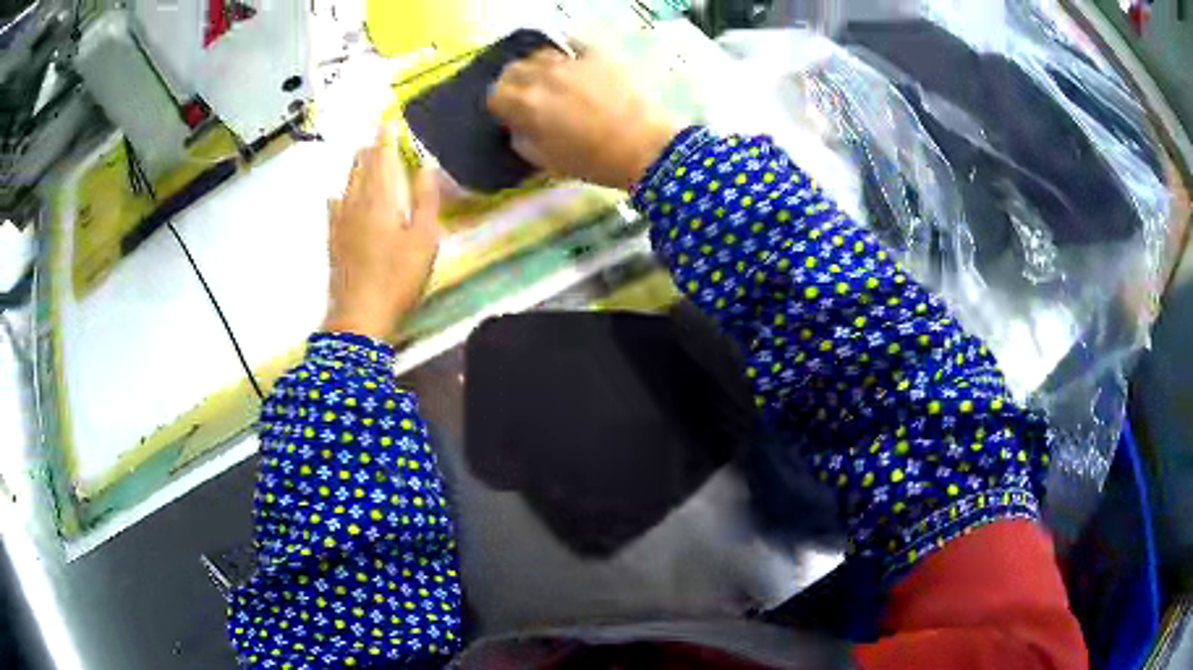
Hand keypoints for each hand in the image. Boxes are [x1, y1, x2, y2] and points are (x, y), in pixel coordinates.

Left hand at [324, 122, 441, 340]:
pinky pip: (333, 209)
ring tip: (360, 155)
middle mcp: (357, 203)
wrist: (359, 315)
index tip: (387, 120)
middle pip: (361, 168)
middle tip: (375, 135)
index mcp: (381, 198)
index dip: (385, 139)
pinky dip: (338, 195)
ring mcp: (341, 222)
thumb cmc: (397, 277)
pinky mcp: (333, 241)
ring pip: (347, 184)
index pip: (382, 158)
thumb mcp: (424, 239)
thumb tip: (425, 166)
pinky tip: (336, 196)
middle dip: (369, 149)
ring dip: (355, 167)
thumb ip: (425, 200)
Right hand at [487, 45, 680, 190]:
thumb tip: (516, 126)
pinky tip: (573, 63)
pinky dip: (568, 52)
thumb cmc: (594, 161)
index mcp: (526, 105)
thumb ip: (522, 140)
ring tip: (551, 81)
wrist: (646, 147)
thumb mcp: (547, 161)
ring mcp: (571, 62)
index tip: (510, 114)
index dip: (500, 106)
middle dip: (514, 83)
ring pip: (540, 54)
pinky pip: (573, 43)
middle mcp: (543, 76)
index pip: (495, 94)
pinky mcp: (598, 54)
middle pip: (513, 69)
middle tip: (527, 97)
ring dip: (539, 67)